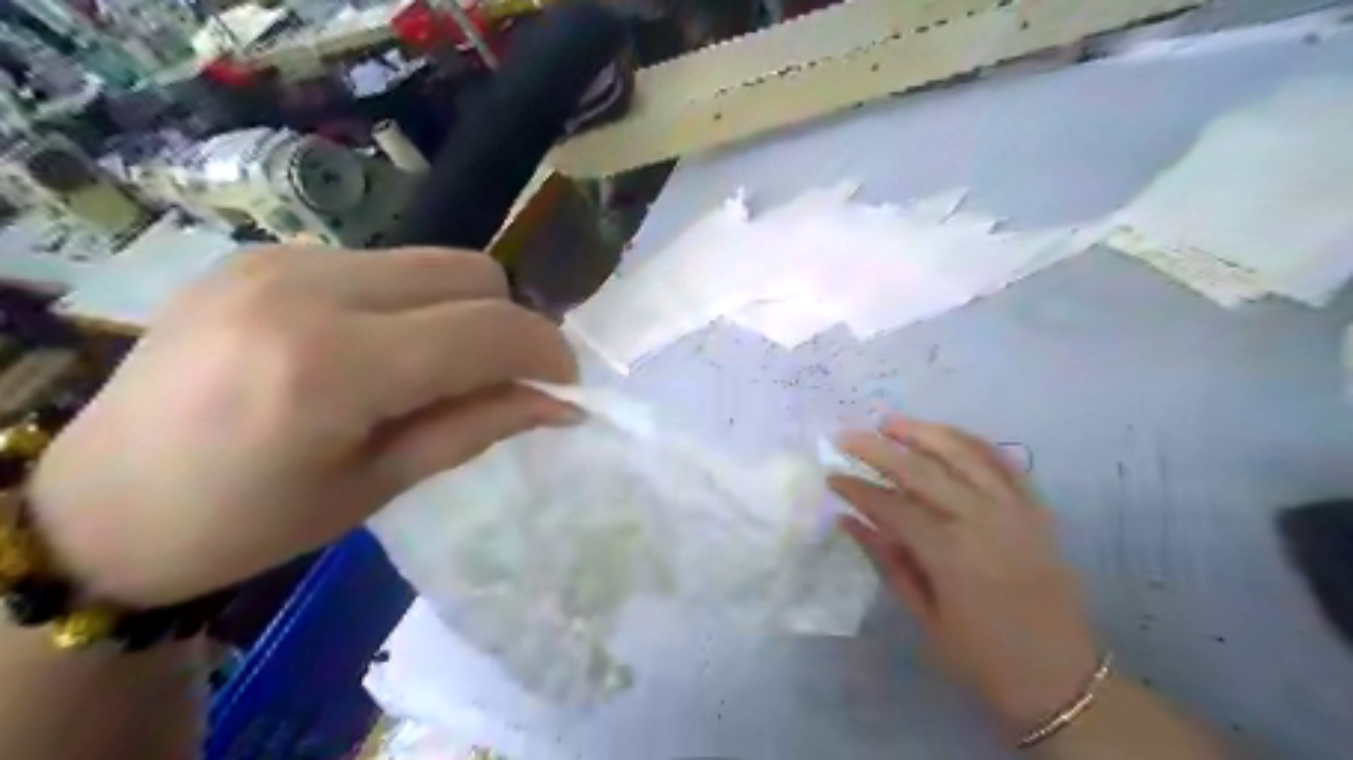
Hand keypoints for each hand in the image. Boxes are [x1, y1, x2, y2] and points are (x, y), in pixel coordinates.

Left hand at [25, 246, 575, 608]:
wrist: (95, 505)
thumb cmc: (248, 523)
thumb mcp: (381, 484)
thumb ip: (480, 425)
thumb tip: (562, 403)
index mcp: (333, 365)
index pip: (489, 329)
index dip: (547, 353)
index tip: (565, 388)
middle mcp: (309, 287)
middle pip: (472, 273)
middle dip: (509, 326)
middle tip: (502, 381)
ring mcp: (282, 258)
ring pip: (434, 263)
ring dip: (463, 313)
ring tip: (438, 369)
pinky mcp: (267, 253)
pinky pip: (385, 266)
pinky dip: (414, 304)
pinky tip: (382, 349)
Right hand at [831, 418, 1101, 739]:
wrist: (1062, 679)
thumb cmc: (983, 658)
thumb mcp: (925, 617)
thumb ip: (888, 561)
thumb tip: (849, 520)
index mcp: (950, 554)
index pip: (892, 506)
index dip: (858, 489)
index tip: (832, 476)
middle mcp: (982, 521)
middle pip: (921, 470)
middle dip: (879, 449)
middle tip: (847, 436)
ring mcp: (1014, 510)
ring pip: (964, 454)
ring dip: (924, 433)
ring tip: (892, 422)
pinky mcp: (1036, 510)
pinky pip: (1004, 463)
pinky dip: (974, 443)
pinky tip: (948, 434)